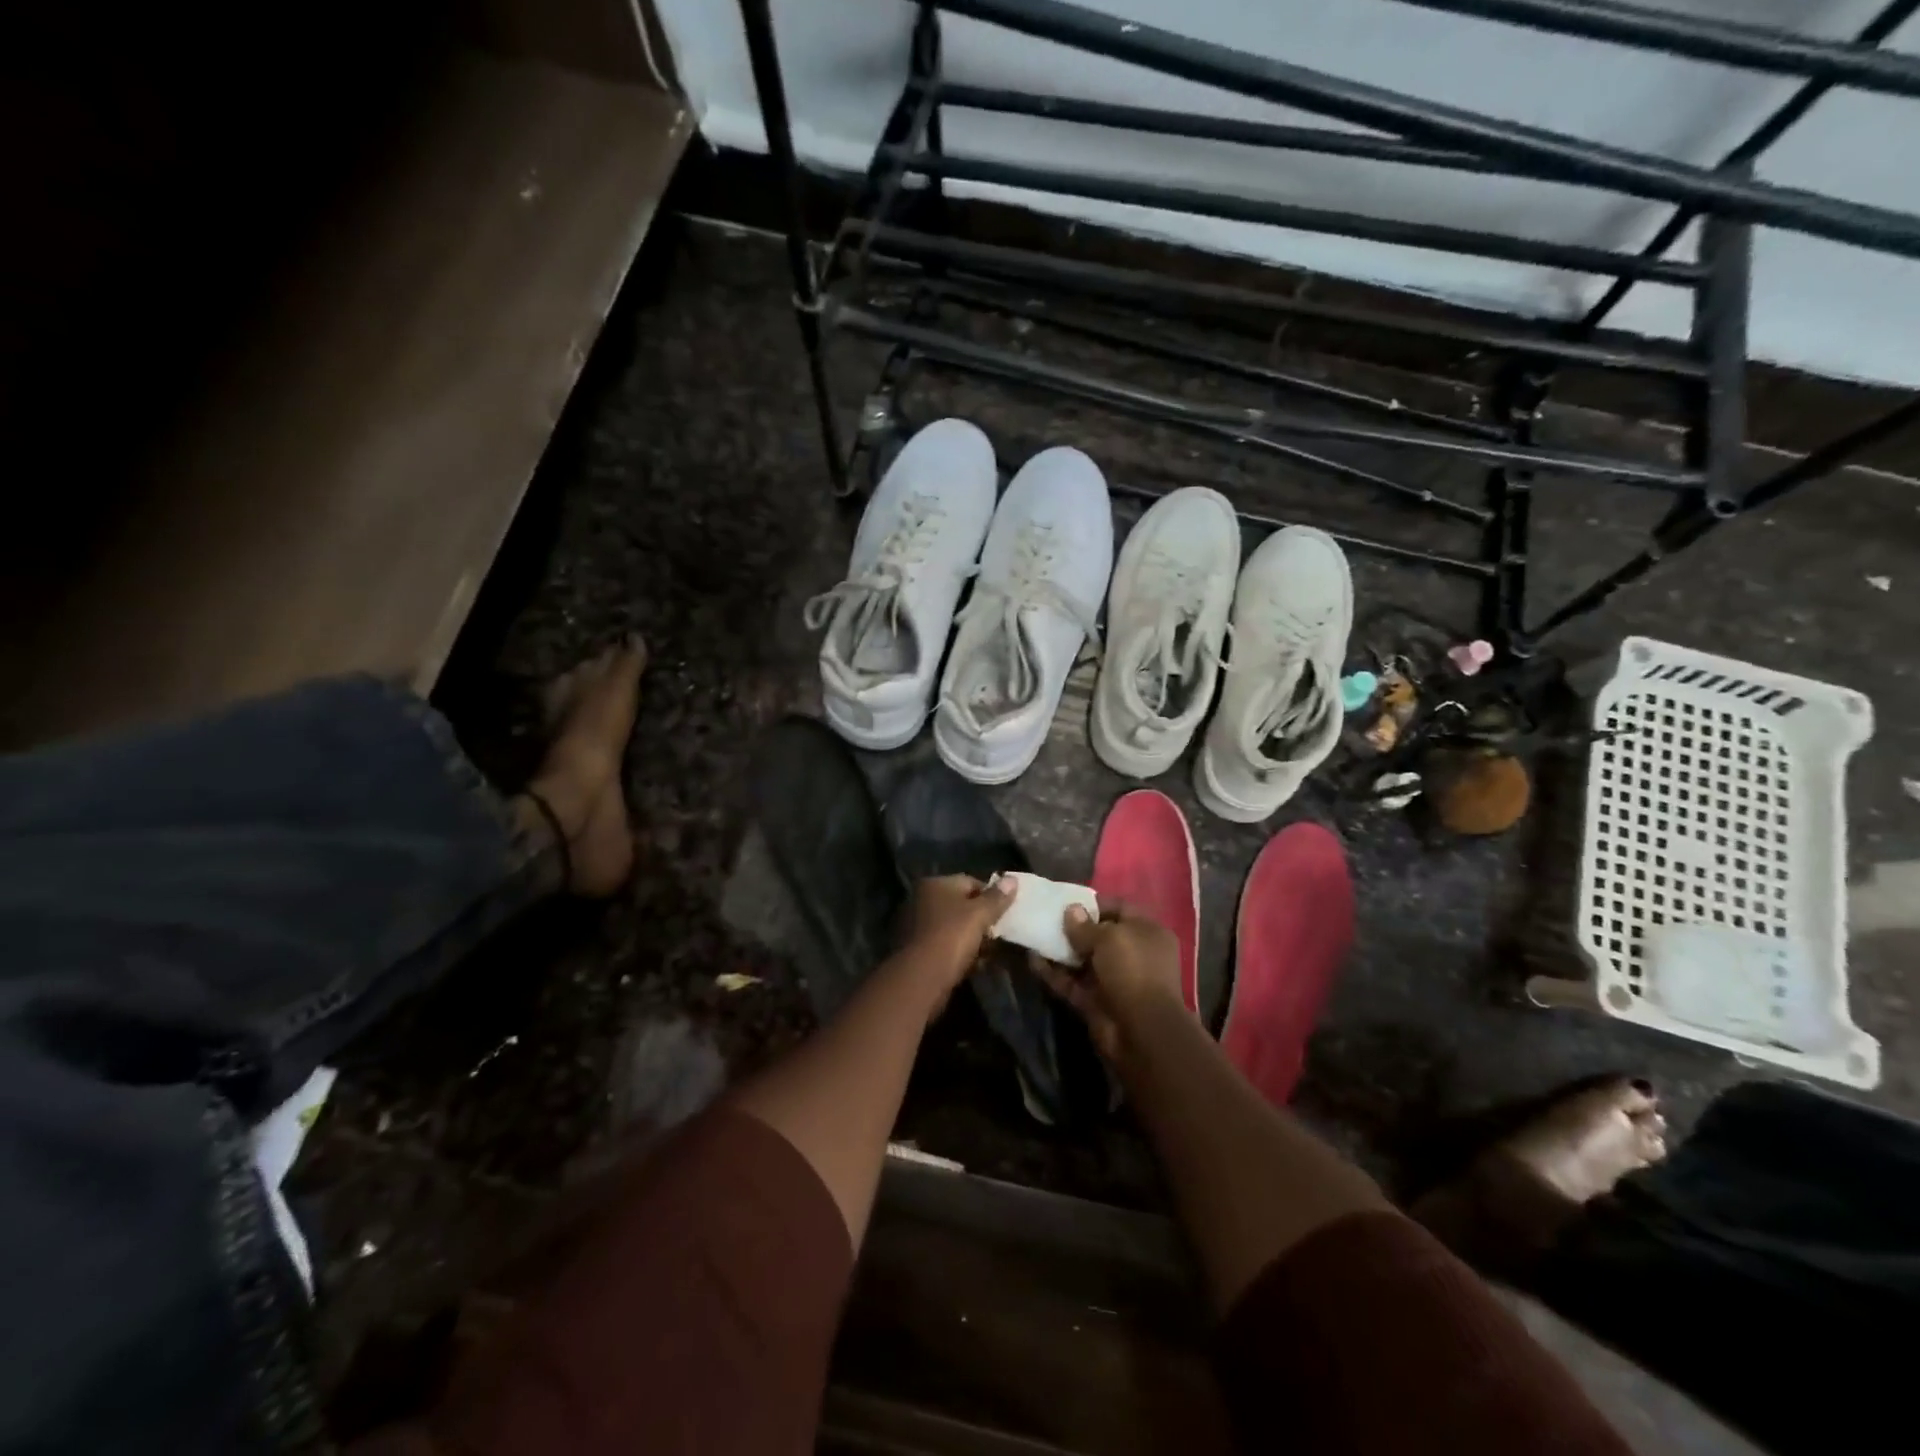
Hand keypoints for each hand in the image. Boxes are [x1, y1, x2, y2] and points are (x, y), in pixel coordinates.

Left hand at [899, 874, 1015, 996]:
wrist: (921, 979)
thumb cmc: (951, 938)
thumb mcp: (979, 915)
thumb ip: (997, 898)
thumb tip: (1012, 879)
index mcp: (934, 884)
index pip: (970, 882)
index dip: (992, 896)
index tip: (1007, 913)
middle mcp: (921, 900)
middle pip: (961, 905)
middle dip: (982, 919)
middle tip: (1001, 933)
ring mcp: (916, 925)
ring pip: (953, 927)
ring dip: (973, 938)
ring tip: (992, 952)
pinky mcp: (916, 950)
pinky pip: (945, 945)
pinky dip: (960, 952)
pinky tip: (975, 964)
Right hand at [1030, 899, 1182, 1064]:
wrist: (1141, 1031)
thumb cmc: (1132, 970)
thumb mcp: (1109, 938)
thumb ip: (1085, 925)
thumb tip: (1070, 910)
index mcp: (1147, 933)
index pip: (1120, 909)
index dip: (1094, 903)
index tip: (1066, 900)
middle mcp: (1133, 954)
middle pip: (1099, 935)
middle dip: (1074, 927)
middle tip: (1046, 917)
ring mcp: (1114, 980)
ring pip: (1083, 960)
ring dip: (1060, 950)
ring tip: (1034, 934)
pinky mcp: (1096, 1002)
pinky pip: (1072, 983)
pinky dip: (1054, 973)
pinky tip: (1032, 960)